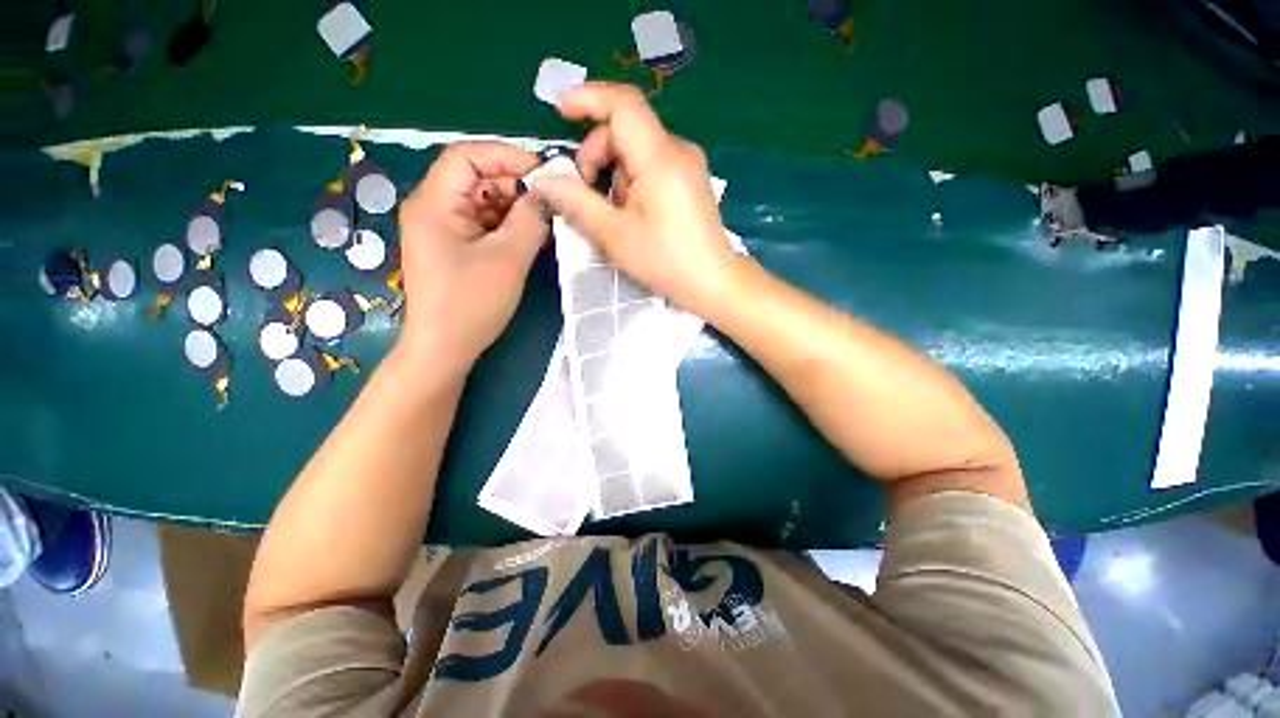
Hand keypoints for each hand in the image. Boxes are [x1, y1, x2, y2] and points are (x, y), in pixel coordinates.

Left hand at [395, 142, 547, 371]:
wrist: (444, 348)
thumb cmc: (471, 303)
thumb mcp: (508, 258)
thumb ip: (530, 220)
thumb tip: (549, 194)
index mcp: (434, 203)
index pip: (467, 156)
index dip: (506, 156)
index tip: (543, 173)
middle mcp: (432, 208)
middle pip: (476, 178)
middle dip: (514, 186)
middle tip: (549, 204)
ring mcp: (442, 230)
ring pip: (482, 203)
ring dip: (514, 210)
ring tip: (543, 224)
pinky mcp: (453, 248)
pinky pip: (482, 225)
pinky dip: (506, 227)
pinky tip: (528, 239)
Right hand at [529, 83, 738, 311]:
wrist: (713, 281)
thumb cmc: (665, 262)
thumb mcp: (614, 235)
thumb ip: (577, 203)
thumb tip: (544, 180)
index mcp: (660, 159)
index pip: (623, 104)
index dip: (588, 99)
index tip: (561, 113)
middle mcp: (678, 150)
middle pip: (626, 129)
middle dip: (597, 155)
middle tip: (586, 194)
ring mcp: (688, 163)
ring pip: (637, 149)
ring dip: (615, 175)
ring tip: (615, 214)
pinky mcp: (690, 178)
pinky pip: (652, 163)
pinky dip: (633, 181)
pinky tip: (633, 212)